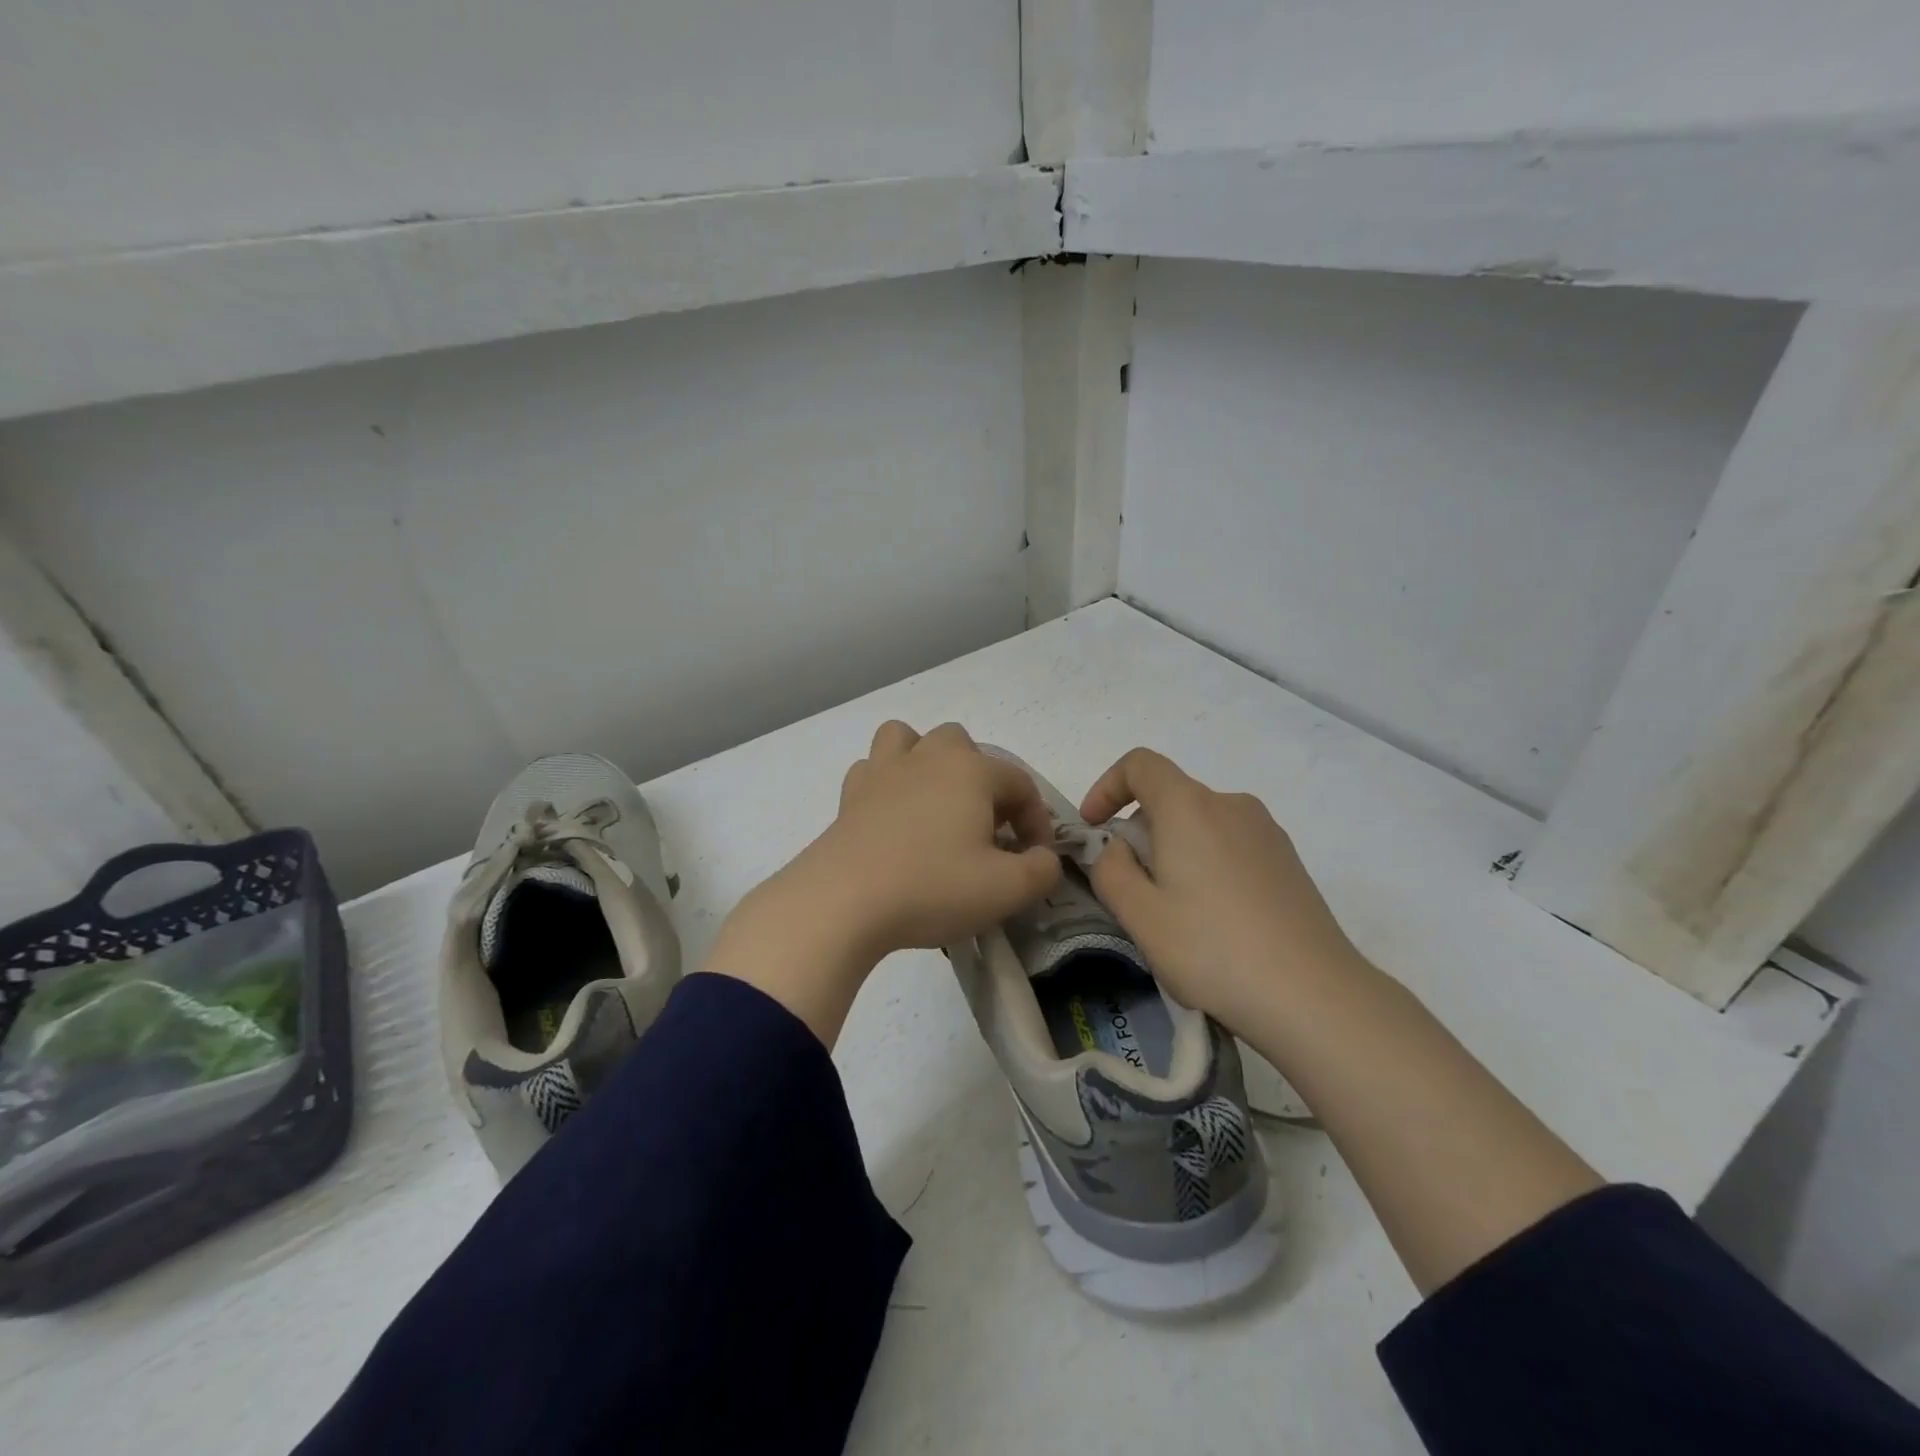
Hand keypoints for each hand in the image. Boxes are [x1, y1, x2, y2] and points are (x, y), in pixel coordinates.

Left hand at [705, 721, 1060, 1043]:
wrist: (843, 902)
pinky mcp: (850, 795)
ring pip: (909, 739)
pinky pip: (873, 769)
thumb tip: (1043, 859)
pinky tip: (893, 817)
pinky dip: (888, 783)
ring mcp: (882, 771)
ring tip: (936, 804)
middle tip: (986, 829)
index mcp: (971, 771)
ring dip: (928, 762)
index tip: (1034, 860)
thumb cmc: (932, 888)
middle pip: (964, 746)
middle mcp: (927, 757)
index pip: (1020, 783)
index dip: (1036, 821)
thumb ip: (1042, 870)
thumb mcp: (1006, 889)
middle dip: (983, 782)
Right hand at [1081, 747, 1362, 1029]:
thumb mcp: (1140, 915)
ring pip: (1200, 825)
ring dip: (1174, 853)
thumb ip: (1110, 870)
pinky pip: (1230, 845)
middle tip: (1134, 894)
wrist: (1315, 996)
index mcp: (1190, 807)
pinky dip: (1207, 866)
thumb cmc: (1213, 950)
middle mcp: (1231, 804)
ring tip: (1176, 915)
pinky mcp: (1288, 861)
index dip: (1107, 787)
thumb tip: (1118, 848)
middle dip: (1139, 834)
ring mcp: (1266, 832)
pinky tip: (1216, 922)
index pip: (1140, 764)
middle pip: (1170, 798)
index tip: (1094, 829)